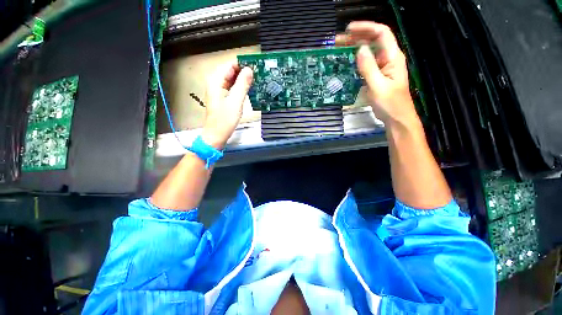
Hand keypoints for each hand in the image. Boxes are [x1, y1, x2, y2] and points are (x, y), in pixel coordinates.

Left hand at [202, 62, 252, 149]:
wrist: (217, 134)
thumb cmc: (225, 120)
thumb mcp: (236, 102)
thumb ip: (242, 85)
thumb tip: (249, 70)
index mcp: (215, 80)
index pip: (230, 65)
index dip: (243, 64)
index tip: (257, 67)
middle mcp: (215, 82)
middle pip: (231, 71)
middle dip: (244, 72)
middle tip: (259, 75)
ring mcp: (218, 89)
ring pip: (232, 79)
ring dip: (243, 80)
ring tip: (257, 81)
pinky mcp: (222, 96)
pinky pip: (232, 87)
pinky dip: (240, 87)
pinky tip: (249, 89)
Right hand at [336, 21, 417, 125]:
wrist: (396, 118)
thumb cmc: (390, 104)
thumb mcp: (378, 86)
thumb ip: (369, 67)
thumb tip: (359, 49)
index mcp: (393, 57)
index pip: (381, 33)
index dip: (366, 28)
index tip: (348, 29)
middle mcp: (389, 58)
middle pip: (374, 40)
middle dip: (357, 37)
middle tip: (338, 40)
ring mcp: (383, 67)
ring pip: (369, 52)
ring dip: (355, 48)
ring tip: (339, 49)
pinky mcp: (377, 76)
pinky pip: (366, 64)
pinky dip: (356, 61)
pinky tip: (347, 63)